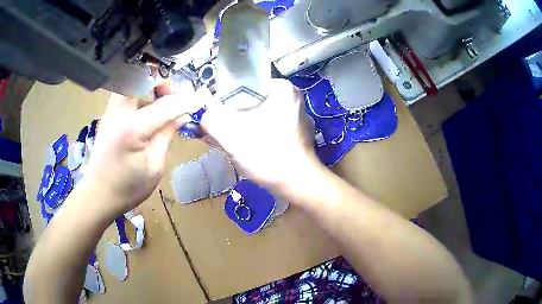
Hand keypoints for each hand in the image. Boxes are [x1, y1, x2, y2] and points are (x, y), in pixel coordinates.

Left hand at [83, 82, 206, 215]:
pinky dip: (139, 94)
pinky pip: (126, 93)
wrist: (98, 194)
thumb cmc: (128, 187)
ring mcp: (110, 111)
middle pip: (144, 79)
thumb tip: (183, 115)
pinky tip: (144, 111)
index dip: (185, 102)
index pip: (165, 104)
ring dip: (149, 86)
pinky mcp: (107, 115)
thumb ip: (167, 135)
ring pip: (133, 82)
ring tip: (159, 103)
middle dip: (162, 82)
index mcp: (133, 128)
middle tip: (172, 98)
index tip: (198, 102)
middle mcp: (119, 112)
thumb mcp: (154, 166)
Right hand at [201, 79, 319, 189]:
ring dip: (248, 127)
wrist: (298, 184)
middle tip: (226, 131)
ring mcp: (300, 117)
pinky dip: (261, 135)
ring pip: (263, 116)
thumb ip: (211, 120)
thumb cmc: (267, 154)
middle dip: (237, 115)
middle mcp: (295, 98)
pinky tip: (255, 149)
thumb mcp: (230, 135)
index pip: (246, 85)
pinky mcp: (301, 134)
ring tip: (240, 142)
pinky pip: (273, 128)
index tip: (219, 116)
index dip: (227, 100)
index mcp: (282, 88)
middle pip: (255, 101)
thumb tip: (204, 116)